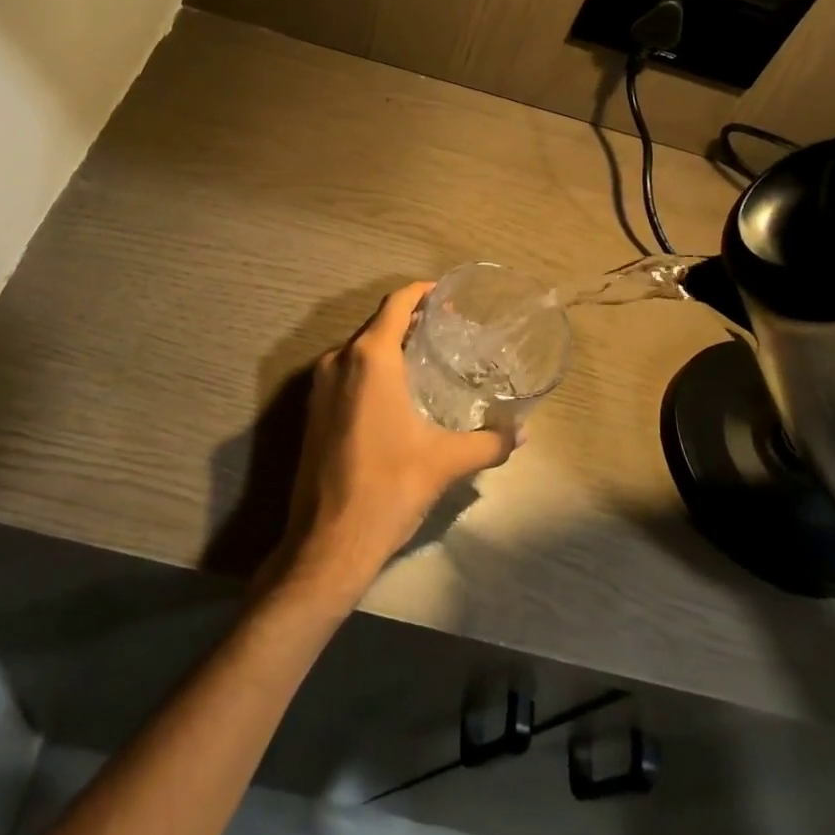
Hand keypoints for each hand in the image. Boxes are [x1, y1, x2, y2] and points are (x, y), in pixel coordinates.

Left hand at [267, 281, 516, 603]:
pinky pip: (346, 371)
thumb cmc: (390, 488)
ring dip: (390, 345)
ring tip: (426, 358)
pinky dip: (371, 368)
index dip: (422, 293)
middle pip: (377, 323)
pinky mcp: (313, 409)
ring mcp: (320, 384)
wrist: (328, 542)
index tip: (448, 297)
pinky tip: (396, 392)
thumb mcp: (445, 462)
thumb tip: (521, 433)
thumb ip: (488, 442)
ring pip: (360, 348)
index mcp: (370, 358)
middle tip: (447, 329)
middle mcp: (339, 359)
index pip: (396, 303)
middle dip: (411, 320)